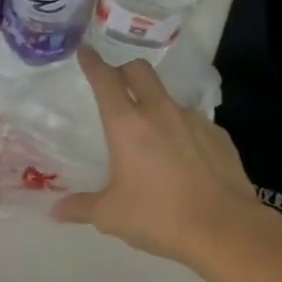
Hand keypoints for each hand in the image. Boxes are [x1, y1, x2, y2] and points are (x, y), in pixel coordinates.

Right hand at [53, 47, 266, 265]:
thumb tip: (56, 211)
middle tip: (116, 85)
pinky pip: (193, 122)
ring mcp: (194, 120)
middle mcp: (160, 112)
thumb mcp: (111, 216)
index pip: (105, 79)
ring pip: (168, 97)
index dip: (92, 62)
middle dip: (124, 70)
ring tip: (152, 135)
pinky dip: (181, 131)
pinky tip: (183, 158)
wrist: (226, 230)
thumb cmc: (159, 217)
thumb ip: (80, 208)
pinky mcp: (219, 135)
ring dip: (154, 104)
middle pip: (139, 71)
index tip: (85, 52)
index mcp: (127, 125)